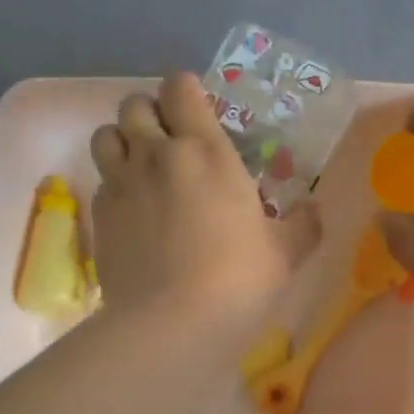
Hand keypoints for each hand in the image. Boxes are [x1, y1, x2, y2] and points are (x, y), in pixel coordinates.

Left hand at [89, 73, 298, 338]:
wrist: (171, 324)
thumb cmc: (237, 281)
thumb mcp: (284, 255)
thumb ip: (302, 226)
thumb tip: (313, 211)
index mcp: (205, 151)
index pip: (181, 88)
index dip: (187, 91)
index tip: (199, 111)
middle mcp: (155, 155)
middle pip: (135, 105)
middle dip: (151, 113)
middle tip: (171, 141)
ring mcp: (120, 184)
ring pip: (105, 135)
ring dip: (123, 141)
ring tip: (142, 168)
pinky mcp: (100, 217)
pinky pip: (101, 181)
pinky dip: (114, 184)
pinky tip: (133, 212)